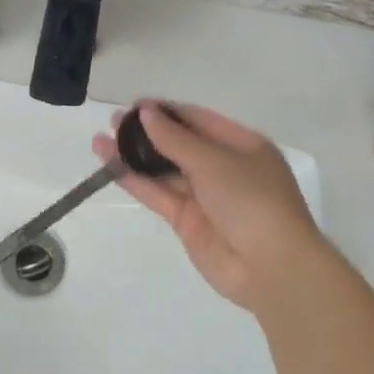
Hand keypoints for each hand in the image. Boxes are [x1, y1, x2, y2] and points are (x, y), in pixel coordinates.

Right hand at [94, 102, 326, 312]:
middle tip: (113, 121)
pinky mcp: (188, 222)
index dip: (167, 111)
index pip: (199, 120)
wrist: (273, 269)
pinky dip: (136, 181)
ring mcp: (205, 197)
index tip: (135, 105)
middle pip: (179, 144)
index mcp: (242, 145)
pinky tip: (111, 166)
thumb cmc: (253, 201)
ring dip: (134, 156)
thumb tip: (146, 113)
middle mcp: (223, 168)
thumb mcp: (215, 162)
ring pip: (164, 170)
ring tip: (101, 140)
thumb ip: (176, 139)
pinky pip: (159, 194)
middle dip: (147, 133)